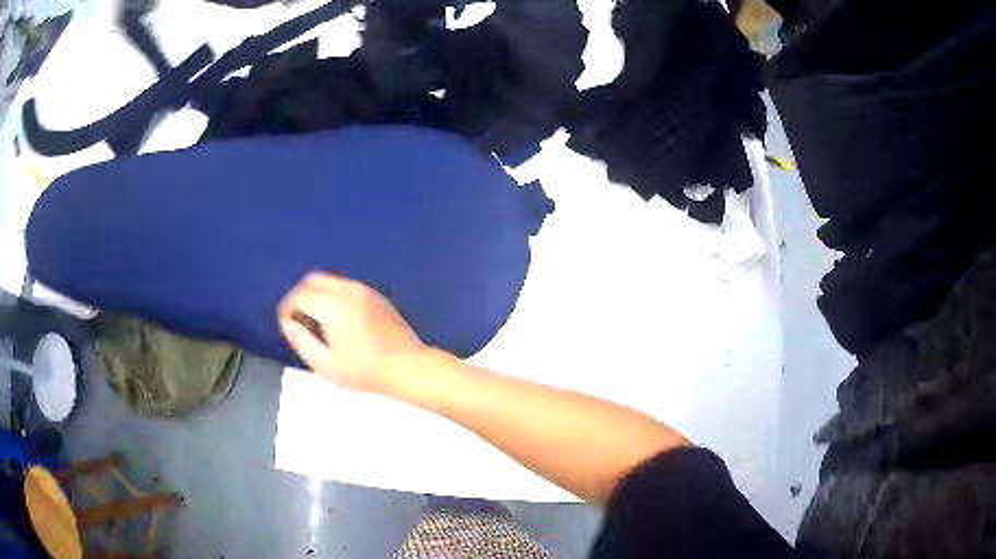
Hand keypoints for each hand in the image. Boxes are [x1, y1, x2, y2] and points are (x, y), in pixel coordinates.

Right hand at [277, 272, 426, 393]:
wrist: (408, 367)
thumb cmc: (367, 371)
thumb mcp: (326, 365)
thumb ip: (301, 341)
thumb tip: (288, 324)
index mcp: (334, 306)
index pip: (300, 295)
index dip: (288, 308)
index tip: (286, 324)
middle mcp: (349, 291)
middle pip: (313, 279)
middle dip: (300, 296)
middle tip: (298, 320)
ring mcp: (365, 291)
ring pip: (331, 281)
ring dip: (317, 295)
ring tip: (317, 324)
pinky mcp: (377, 296)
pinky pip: (346, 287)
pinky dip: (333, 296)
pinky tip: (337, 322)